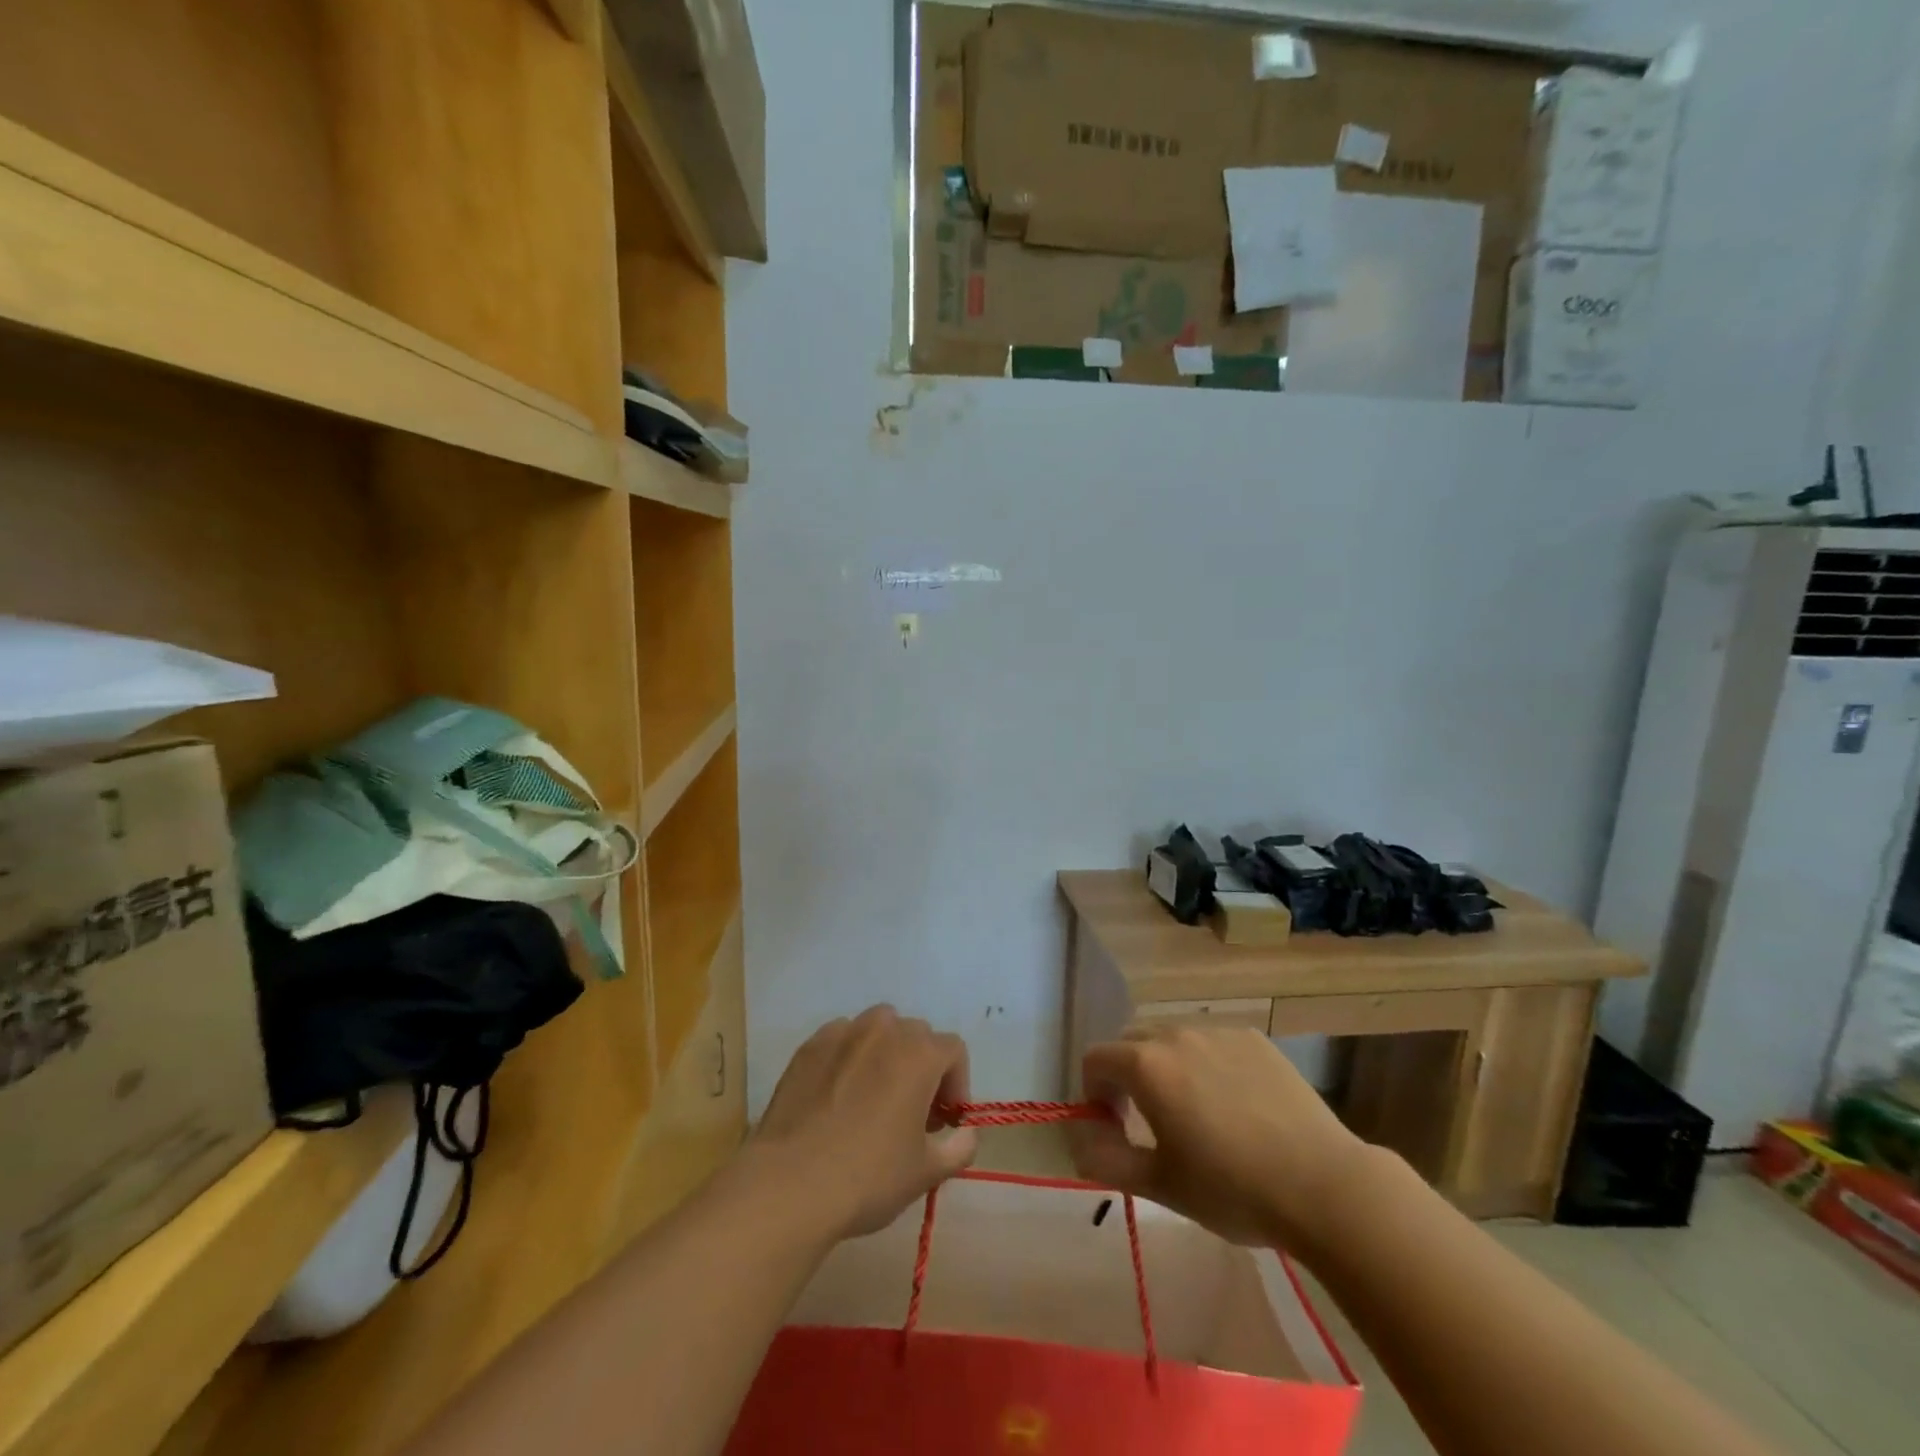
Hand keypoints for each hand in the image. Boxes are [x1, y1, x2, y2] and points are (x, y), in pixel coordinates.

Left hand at [744, 1006, 977, 1242]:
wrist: (790, 1183)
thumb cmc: (868, 1177)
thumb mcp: (926, 1173)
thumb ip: (959, 1148)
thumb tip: (967, 1134)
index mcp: (919, 1054)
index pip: (953, 1051)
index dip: (956, 1084)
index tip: (943, 1122)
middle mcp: (884, 1030)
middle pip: (916, 1036)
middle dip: (922, 1068)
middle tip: (911, 1112)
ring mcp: (843, 1033)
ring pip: (877, 1029)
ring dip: (885, 1054)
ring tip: (873, 1096)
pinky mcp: (809, 1046)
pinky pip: (841, 1040)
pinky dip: (848, 1057)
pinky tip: (837, 1097)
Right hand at [1071, 1025, 1372, 1250]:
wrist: (1324, 1185)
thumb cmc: (1233, 1189)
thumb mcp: (1161, 1185)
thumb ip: (1107, 1161)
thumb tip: (1080, 1142)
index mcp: (1146, 1065)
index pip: (1095, 1059)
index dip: (1093, 1092)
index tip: (1114, 1127)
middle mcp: (1176, 1034)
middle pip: (1131, 1041)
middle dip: (1126, 1074)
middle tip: (1146, 1119)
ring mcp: (1218, 1030)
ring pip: (1171, 1036)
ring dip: (1165, 1064)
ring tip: (1192, 1109)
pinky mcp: (1253, 1037)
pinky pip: (1211, 1040)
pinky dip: (1204, 1061)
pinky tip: (1233, 1103)